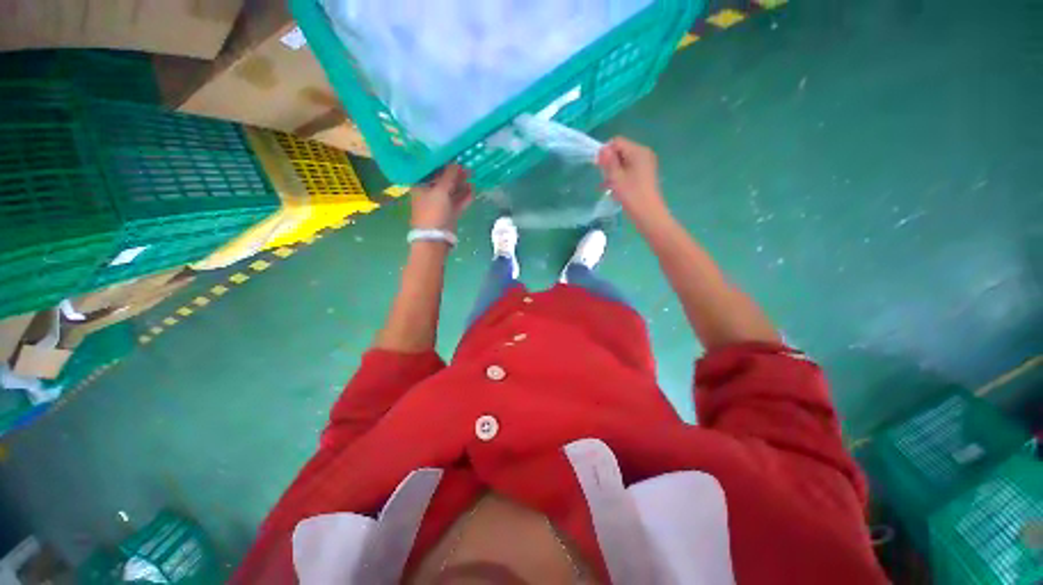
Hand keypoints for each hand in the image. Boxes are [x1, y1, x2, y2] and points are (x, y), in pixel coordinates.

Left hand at [410, 165, 473, 231]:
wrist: (435, 238)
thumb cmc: (433, 211)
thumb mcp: (441, 190)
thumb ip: (449, 176)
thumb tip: (457, 163)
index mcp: (421, 185)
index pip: (433, 171)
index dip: (445, 165)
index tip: (458, 160)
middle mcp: (429, 193)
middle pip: (444, 181)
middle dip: (456, 176)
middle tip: (469, 170)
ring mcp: (440, 204)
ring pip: (452, 192)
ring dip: (462, 186)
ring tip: (473, 179)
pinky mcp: (449, 214)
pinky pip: (457, 202)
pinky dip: (465, 197)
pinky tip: (473, 191)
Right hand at [597, 137, 669, 222]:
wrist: (648, 214)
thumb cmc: (631, 195)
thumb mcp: (616, 177)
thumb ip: (608, 161)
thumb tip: (602, 149)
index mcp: (638, 151)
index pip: (617, 142)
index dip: (605, 152)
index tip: (598, 167)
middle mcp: (644, 154)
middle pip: (621, 151)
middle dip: (609, 163)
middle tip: (603, 179)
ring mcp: (646, 165)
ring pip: (624, 162)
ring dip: (613, 172)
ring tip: (606, 187)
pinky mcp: (645, 175)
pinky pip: (629, 170)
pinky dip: (620, 177)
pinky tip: (613, 190)